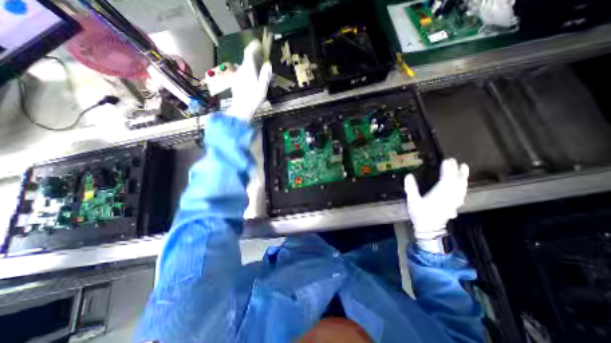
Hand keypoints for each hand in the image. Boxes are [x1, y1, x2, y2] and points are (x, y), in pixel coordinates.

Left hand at [224, 39, 270, 121]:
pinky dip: (248, 74)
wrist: (241, 109)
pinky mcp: (236, 82)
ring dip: (252, 68)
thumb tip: (268, 65)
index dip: (253, 47)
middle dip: (255, 59)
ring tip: (259, 75)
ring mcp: (237, 76)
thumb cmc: (253, 99)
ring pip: (245, 68)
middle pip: (247, 60)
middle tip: (262, 62)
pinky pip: (243, 74)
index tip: (258, 45)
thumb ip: (265, 75)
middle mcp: (241, 70)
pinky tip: (253, 83)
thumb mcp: (262, 88)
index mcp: (248, 70)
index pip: (249, 53)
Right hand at [404, 159, 468, 239]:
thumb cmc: (420, 214)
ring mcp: (454, 201)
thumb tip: (408, 175)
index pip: (446, 179)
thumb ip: (410, 188)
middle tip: (453, 160)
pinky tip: (463, 183)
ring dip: (463, 177)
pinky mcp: (455, 204)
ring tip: (464, 167)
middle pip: (456, 181)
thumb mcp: (412, 201)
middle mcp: (450, 197)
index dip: (448, 169)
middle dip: (455, 170)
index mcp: (440, 195)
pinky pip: (462, 193)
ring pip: (461, 187)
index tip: (446, 160)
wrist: (429, 229)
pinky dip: (463, 186)